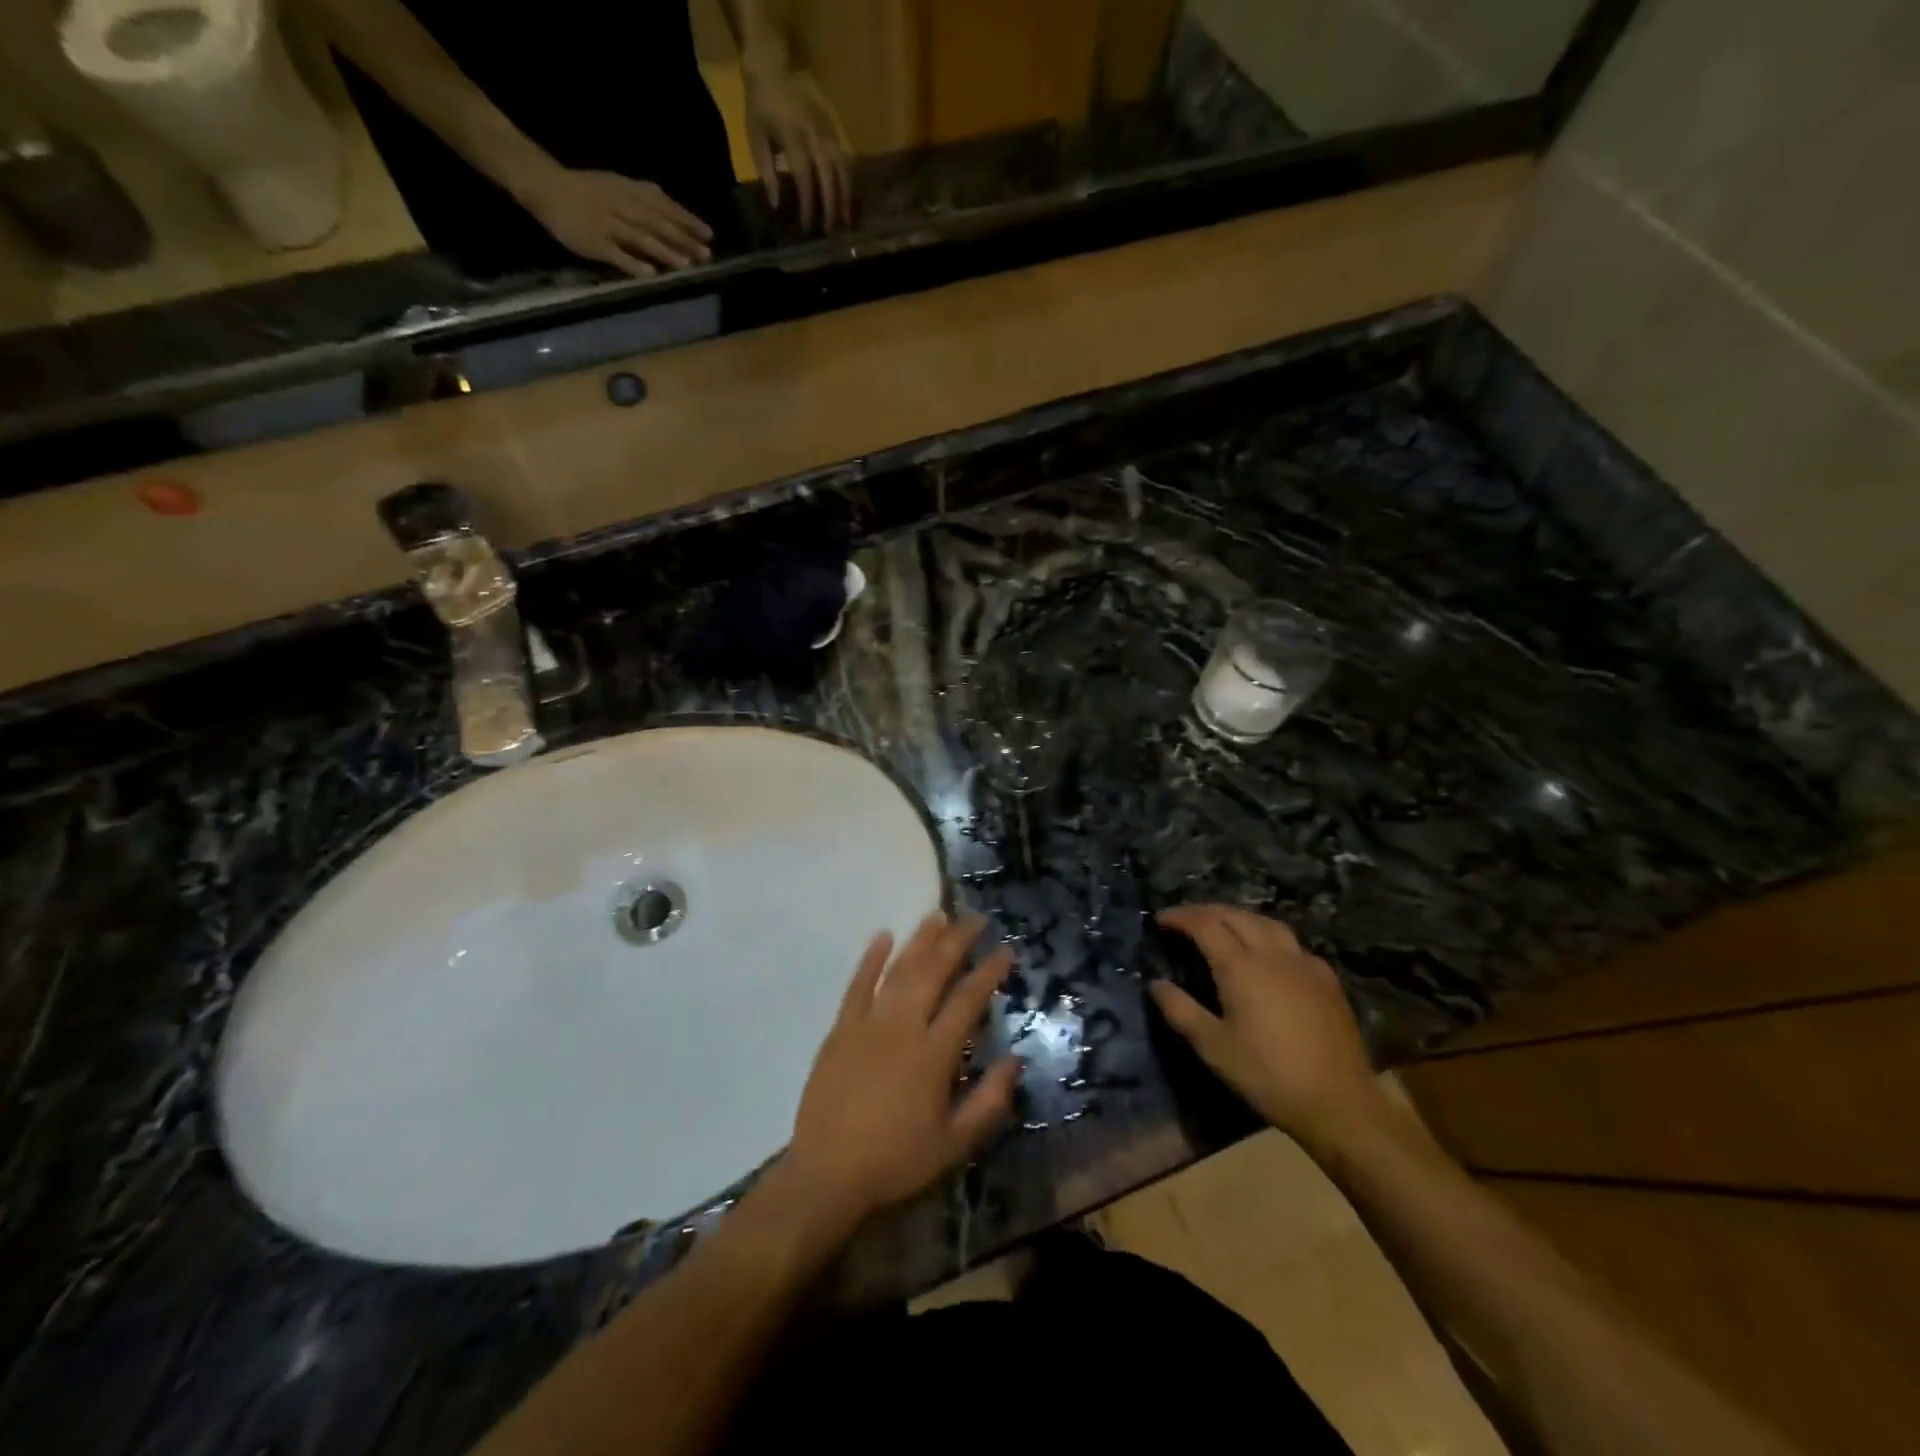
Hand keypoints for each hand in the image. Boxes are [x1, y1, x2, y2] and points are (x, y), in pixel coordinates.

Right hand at [519, 167, 712, 275]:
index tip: (708, 234)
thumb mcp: (616, 184)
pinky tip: (650, 273)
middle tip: (705, 254)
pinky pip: (615, 254)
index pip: (662, 204)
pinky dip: (632, 263)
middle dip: (682, 238)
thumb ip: (643, 196)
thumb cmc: (586, 189)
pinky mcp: (593, 242)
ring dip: (663, 250)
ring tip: (685, 264)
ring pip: (639, 237)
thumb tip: (673, 210)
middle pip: (655, 222)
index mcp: (626, 190)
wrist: (545, 185)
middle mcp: (620, 205)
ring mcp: (606, 223)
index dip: (685, 218)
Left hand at [742, 63, 851, 231]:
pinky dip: (850, 183)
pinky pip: (847, 160)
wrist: (773, 67)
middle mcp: (814, 136)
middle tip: (829, 232)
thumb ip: (767, 171)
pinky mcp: (835, 131)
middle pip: (829, 178)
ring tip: (846, 222)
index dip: (807, 205)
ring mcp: (827, 132)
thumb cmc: (761, 106)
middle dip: (830, 207)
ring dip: (846, 198)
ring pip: (843, 170)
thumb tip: (776, 205)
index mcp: (793, 137)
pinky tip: (849, 200)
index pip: (804, 178)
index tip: (807, 227)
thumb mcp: (756, 137)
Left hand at [782, 913, 1018, 1235]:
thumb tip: (1015, 1061)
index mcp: (933, 1054)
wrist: (827, 1174)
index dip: (989, 972)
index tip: (1005, 951)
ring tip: (938, 915)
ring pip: (899, 970)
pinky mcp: (841, 1029)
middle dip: (957, 941)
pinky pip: (857, 985)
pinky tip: (883, 936)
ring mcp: (868, 1024)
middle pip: (933, 972)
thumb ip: (988, 1102)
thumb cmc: (896, 1161)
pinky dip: (871, 959)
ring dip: (920, 940)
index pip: (968, 1000)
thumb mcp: (954, 1144)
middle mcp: (903, 1027)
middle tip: (975, 919)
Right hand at [1150, 905, 1388, 1148]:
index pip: (1204, 924)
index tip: (1160, 920)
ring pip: (1266, 922)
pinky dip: (1267, 935)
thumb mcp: (1213, 1047)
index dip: (1180, 917)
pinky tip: (1266, 954)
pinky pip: (1291, 942)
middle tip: (1184, 920)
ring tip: (1221, 926)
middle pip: (1234, 915)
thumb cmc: (1267, 1075)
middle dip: (1205, 911)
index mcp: (1240, 967)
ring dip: (1237, 917)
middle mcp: (1271, 954)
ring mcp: (1303, 963)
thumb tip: (1156, 984)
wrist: (1338, 1103)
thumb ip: (1180, 1010)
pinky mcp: (1326, 978)